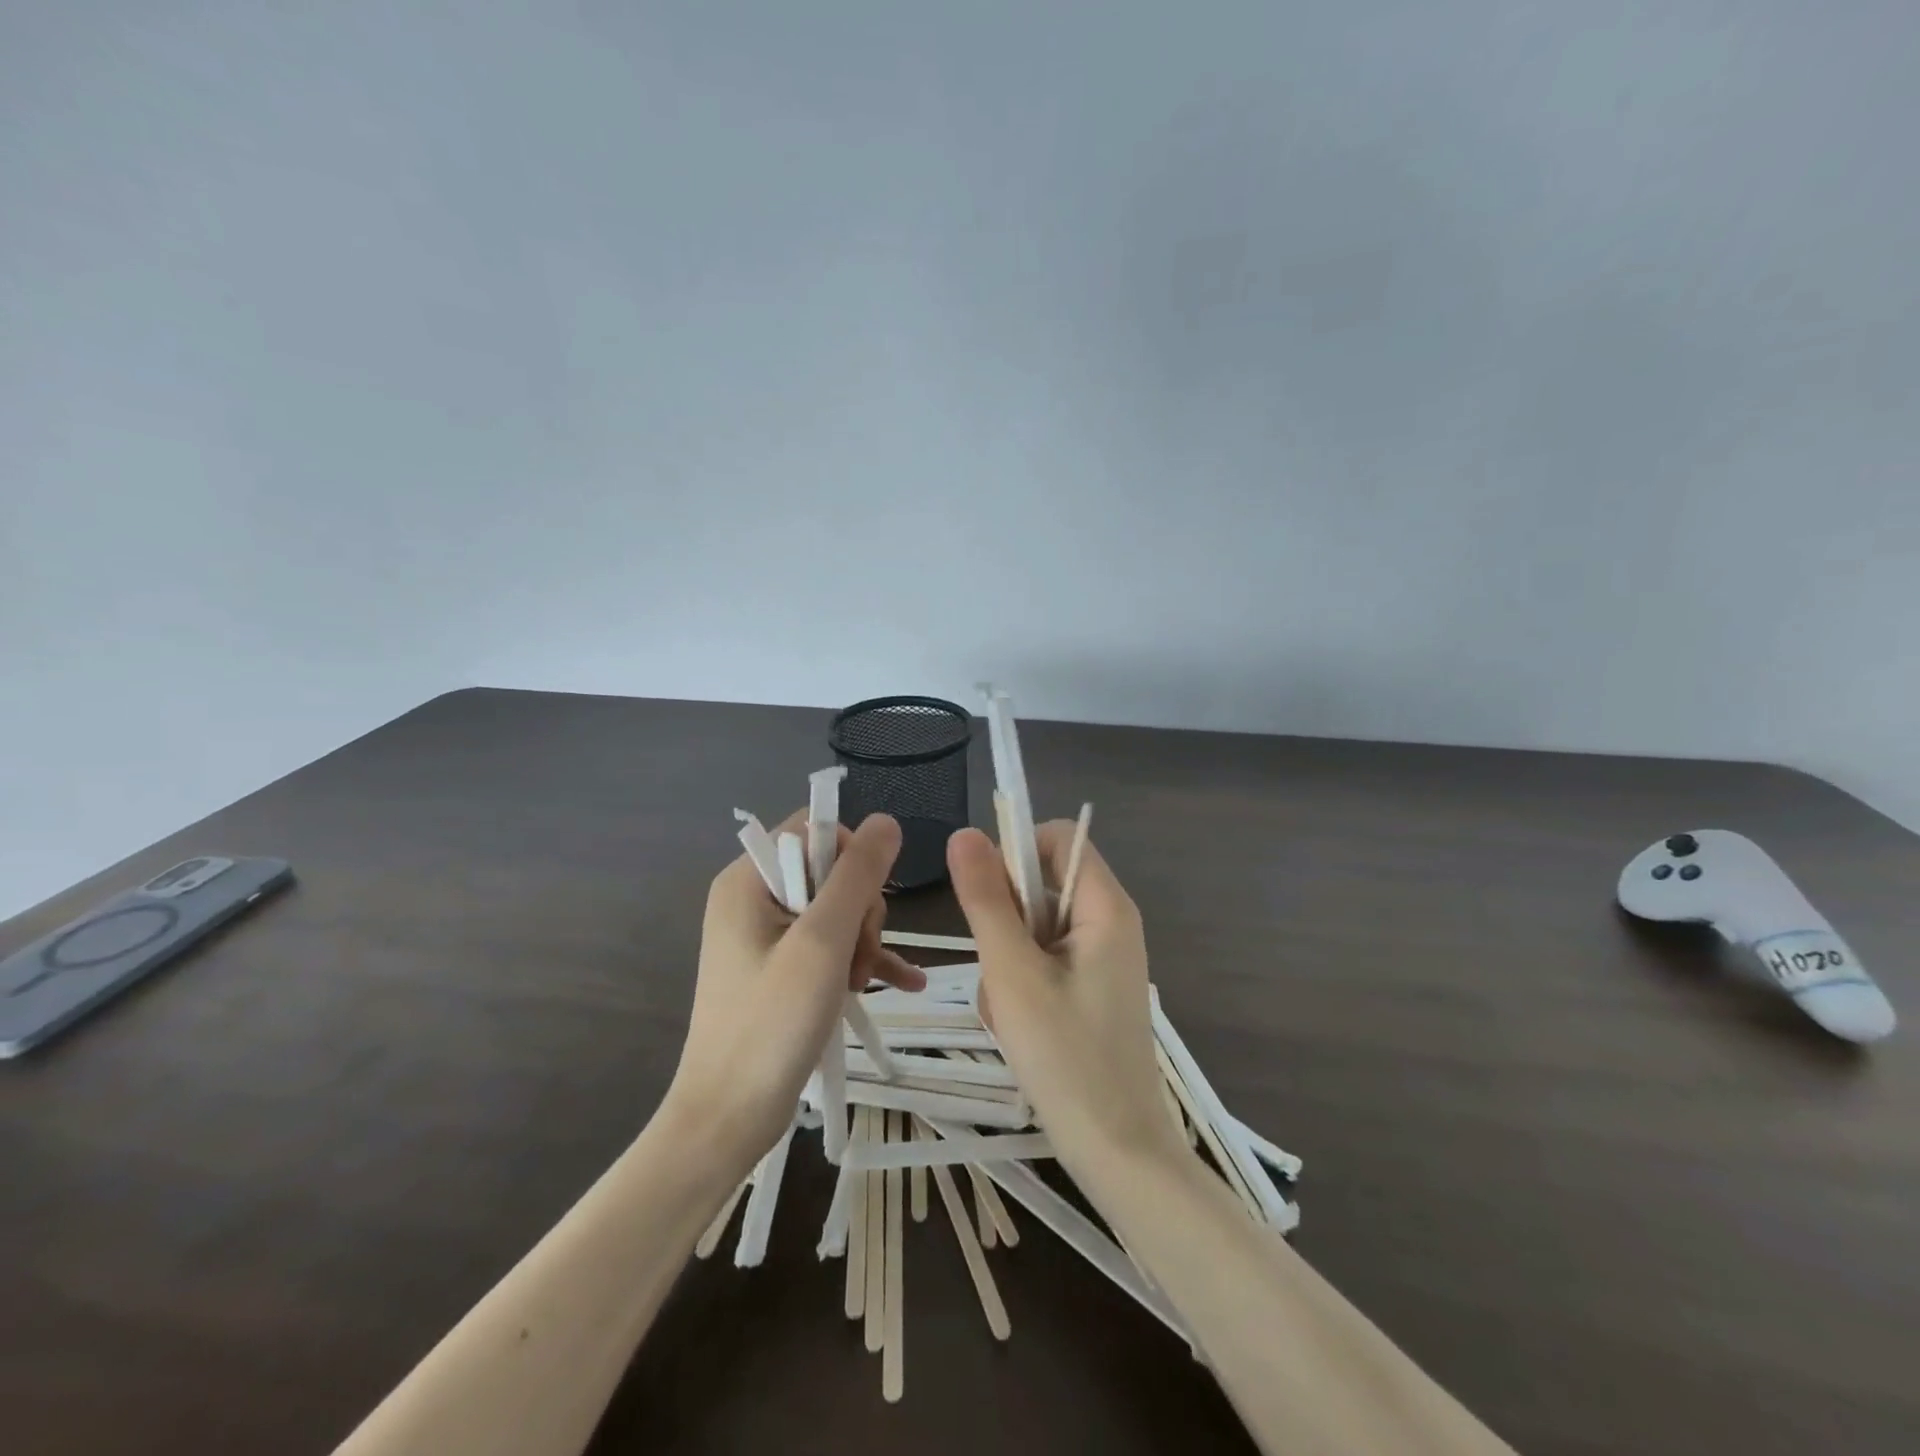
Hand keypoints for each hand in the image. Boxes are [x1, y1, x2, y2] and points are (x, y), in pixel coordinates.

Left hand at [663, 811, 924, 1178]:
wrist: (727, 1120)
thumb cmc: (771, 1024)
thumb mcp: (823, 942)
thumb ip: (857, 876)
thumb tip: (886, 821)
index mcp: (748, 880)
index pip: (812, 830)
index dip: (850, 857)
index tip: (865, 902)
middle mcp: (752, 899)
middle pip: (830, 872)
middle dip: (859, 911)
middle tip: (858, 958)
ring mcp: (765, 938)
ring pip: (837, 911)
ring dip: (862, 942)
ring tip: (862, 984)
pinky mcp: (779, 970)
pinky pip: (829, 947)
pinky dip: (861, 961)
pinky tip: (906, 983)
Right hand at [947, 822, 1186, 1192]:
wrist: (1118, 1154)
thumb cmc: (1066, 1058)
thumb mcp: (1013, 973)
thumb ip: (986, 900)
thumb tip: (965, 833)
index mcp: (1105, 906)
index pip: (1057, 838)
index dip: (1015, 852)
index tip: (984, 898)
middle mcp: (1110, 923)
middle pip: (1041, 885)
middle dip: (1005, 922)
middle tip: (998, 973)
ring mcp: (1100, 960)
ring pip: (1033, 929)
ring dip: (1007, 962)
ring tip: (1010, 1013)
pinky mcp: (1090, 991)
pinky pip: (1043, 963)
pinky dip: (1021, 987)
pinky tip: (1020, 1029)